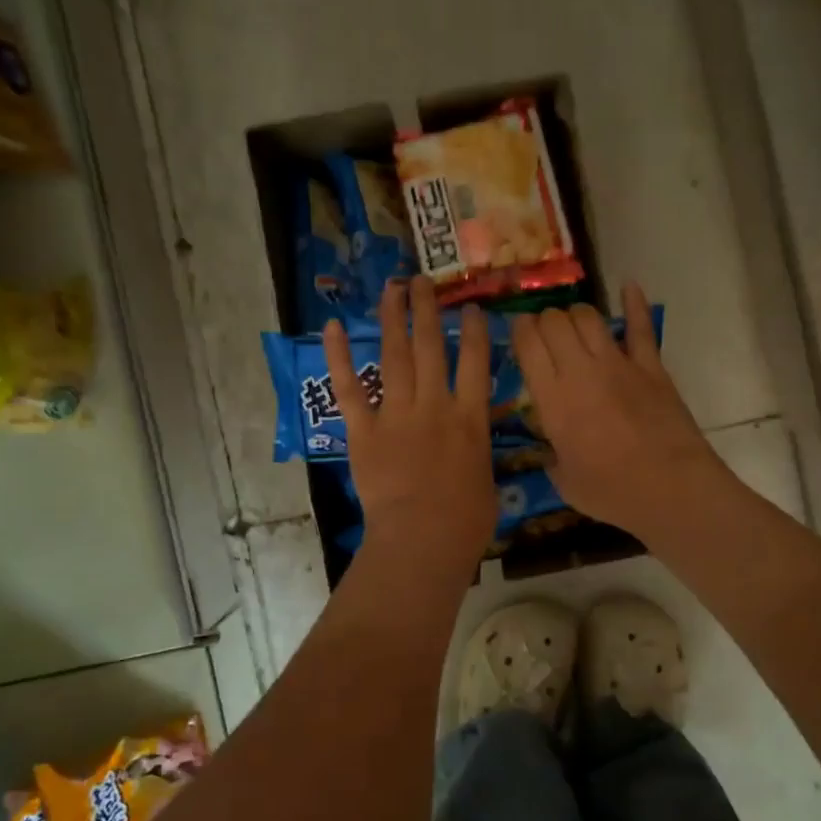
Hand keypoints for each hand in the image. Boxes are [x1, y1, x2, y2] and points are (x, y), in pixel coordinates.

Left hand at [325, 277, 496, 572]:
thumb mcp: (486, 480)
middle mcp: (435, 405)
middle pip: (431, 346)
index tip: (471, 307)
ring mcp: (397, 414)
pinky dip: (340, 356)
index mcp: (470, 419)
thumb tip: (473, 442)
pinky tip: (334, 326)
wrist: (422, 539)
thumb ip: (477, 450)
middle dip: (428, 309)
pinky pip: (350, 388)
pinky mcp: (364, 430)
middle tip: (422, 281)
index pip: (476, 362)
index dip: (475, 330)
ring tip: (393, 287)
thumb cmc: (465, 522)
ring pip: (395, 355)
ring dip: (393, 318)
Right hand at [511, 283, 727, 541]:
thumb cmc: (612, 492)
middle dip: (544, 321)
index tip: (516, 333)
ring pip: (589, 317)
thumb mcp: (565, 482)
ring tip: (574, 327)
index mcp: (553, 399)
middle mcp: (580, 371)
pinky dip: (635, 304)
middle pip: (555, 321)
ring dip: (575, 316)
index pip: (527, 343)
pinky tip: (630, 286)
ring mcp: (619, 364)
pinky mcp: (652, 367)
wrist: (671, 489)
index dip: (518, 330)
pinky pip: (641, 327)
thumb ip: (553, 458)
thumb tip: (552, 451)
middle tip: (544, 336)